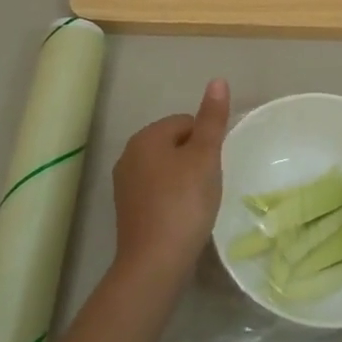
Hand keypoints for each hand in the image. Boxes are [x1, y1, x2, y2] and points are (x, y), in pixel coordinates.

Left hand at [110, 79, 230, 292]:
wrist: (155, 262)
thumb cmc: (184, 202)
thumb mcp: (205, 156)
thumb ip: (212, 118)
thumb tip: (217, 80)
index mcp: (146, 137)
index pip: (185, 122)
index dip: (206, 141)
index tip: (215, 166)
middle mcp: (129, 155)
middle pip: (174, 144)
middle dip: (194, 159)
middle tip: (209, 184)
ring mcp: (124, 185)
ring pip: (166, 169)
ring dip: (184, 179)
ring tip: (198, 202)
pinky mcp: (128, 210)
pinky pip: (157, 191)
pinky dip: (172, 198)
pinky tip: (183, 216)